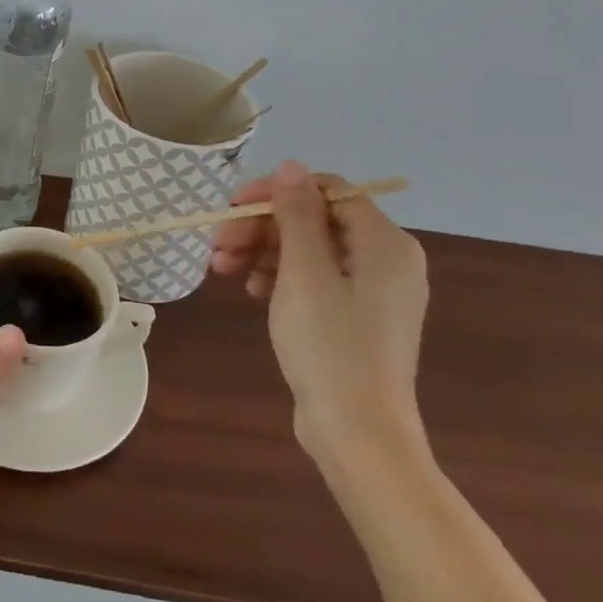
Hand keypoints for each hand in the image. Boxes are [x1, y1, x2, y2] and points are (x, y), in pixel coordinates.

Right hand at [209, 160, 429, 463]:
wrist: (358, 435)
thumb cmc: (330, 347)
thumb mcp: (305, 273)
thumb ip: (298, 214)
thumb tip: (291, 166)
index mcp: (385, 243)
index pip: (325, 190)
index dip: (275, 192)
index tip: (232, 209)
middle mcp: (385, 259)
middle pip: (313, 220)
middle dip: (261, 227)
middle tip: (217, 246)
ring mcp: (371, 291)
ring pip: (308, 249)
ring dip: (262, 251)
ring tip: (222, 270)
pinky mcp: (355, 317)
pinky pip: (314, 278)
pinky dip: (279, 277)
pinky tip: (251, 290)